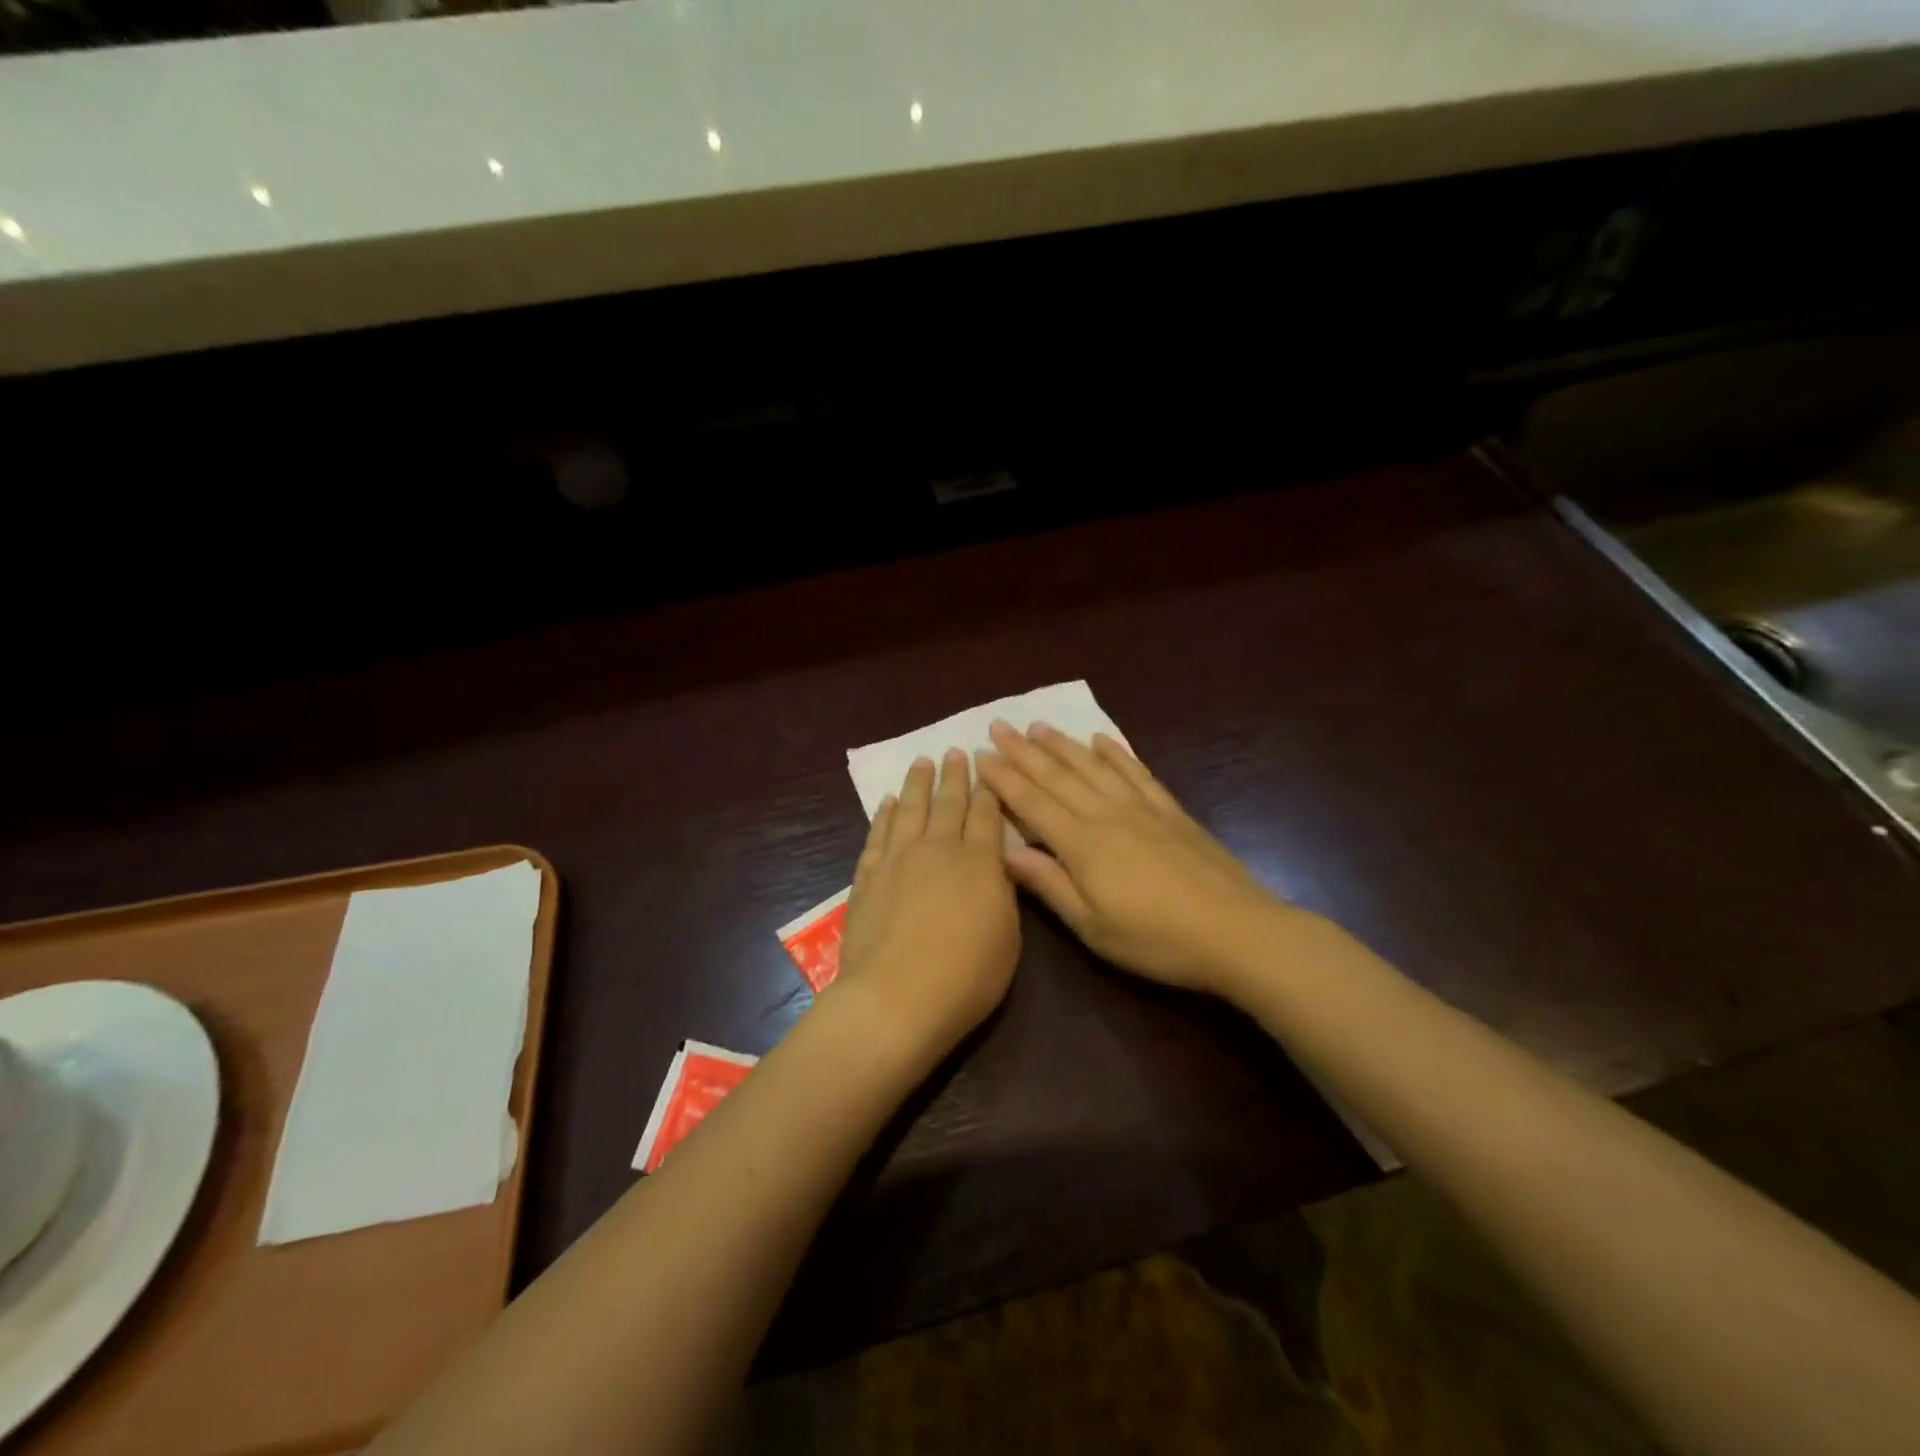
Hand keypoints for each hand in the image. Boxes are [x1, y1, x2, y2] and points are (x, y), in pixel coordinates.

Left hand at [832, 750, 1021, 1060]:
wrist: (897, 997)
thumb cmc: (966, 976)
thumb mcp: (1008, 937)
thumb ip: (1002, 893)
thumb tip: (996, 866)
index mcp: (979, 861)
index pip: (987, 814)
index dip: (989, 789)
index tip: (989, 768)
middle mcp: (939, 848)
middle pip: (948, 802)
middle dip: (954, 775)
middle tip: (955, 751)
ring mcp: (898, 858)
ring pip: (909, 808)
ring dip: (917, 783)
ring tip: (921, 762)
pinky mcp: (868, 875)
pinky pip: (878, 833)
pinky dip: (883, 814)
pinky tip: (887, 802)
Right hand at [976, 721, 1315, 1000]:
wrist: (1237, 932)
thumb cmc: (1157, 940)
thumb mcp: (1093, 927)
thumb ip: (1048, 884)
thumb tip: (1004, 851)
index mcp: (1082, 843)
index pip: (1032, 802)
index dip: (1004, 778)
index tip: (981, 754)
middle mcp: (1107, 814)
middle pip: (1058, 775)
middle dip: (1025, 750)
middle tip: (1000, 726)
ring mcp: (1142, 808)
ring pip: (1093, 766)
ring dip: (1063, 744)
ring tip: (1039, 726)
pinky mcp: (1171, 811)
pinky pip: (1136, 771)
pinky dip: (1116, 752)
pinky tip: (1102, 740)